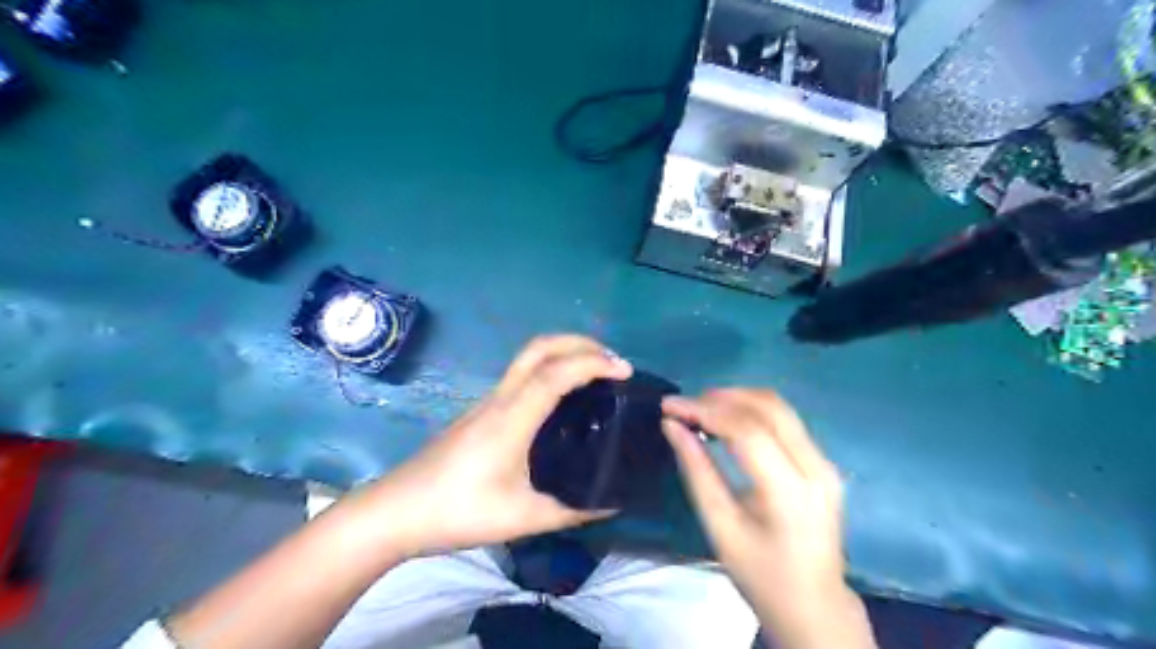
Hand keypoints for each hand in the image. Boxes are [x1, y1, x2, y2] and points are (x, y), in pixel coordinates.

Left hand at [358, 336, 635, 557]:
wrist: (396, 511)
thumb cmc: (457, 512)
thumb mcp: (522, 518)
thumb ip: (571, 511)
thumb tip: (611, 505)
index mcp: (511, 418)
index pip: (556, 373)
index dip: (593, 363)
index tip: (624, 371)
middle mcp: (500, 399)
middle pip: (539, 348)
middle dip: (579, 342)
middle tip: (613, 360)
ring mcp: (487, 401)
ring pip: (528, 358)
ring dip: (564, 352)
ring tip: (596, 371)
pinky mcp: (481, 411)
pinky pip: (521, 375)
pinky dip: (550, 368)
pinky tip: (563, 396)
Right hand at [659, 391, 875, 648]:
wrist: (814, 605)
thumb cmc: (761, 575)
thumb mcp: (720, 527)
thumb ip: (696, 470)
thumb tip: (671, 426)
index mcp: (791, 493)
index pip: (748, 431)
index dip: (705, 410)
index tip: (669, 406)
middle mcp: (816, 468)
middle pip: (768, 408)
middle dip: (720, 397)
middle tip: (683, 406)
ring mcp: (825, 462)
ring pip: (779, 407)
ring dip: (736, 399)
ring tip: (699, 410)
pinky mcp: (822, 461)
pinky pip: (785, 420)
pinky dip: (750, 411)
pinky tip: (725, 420)